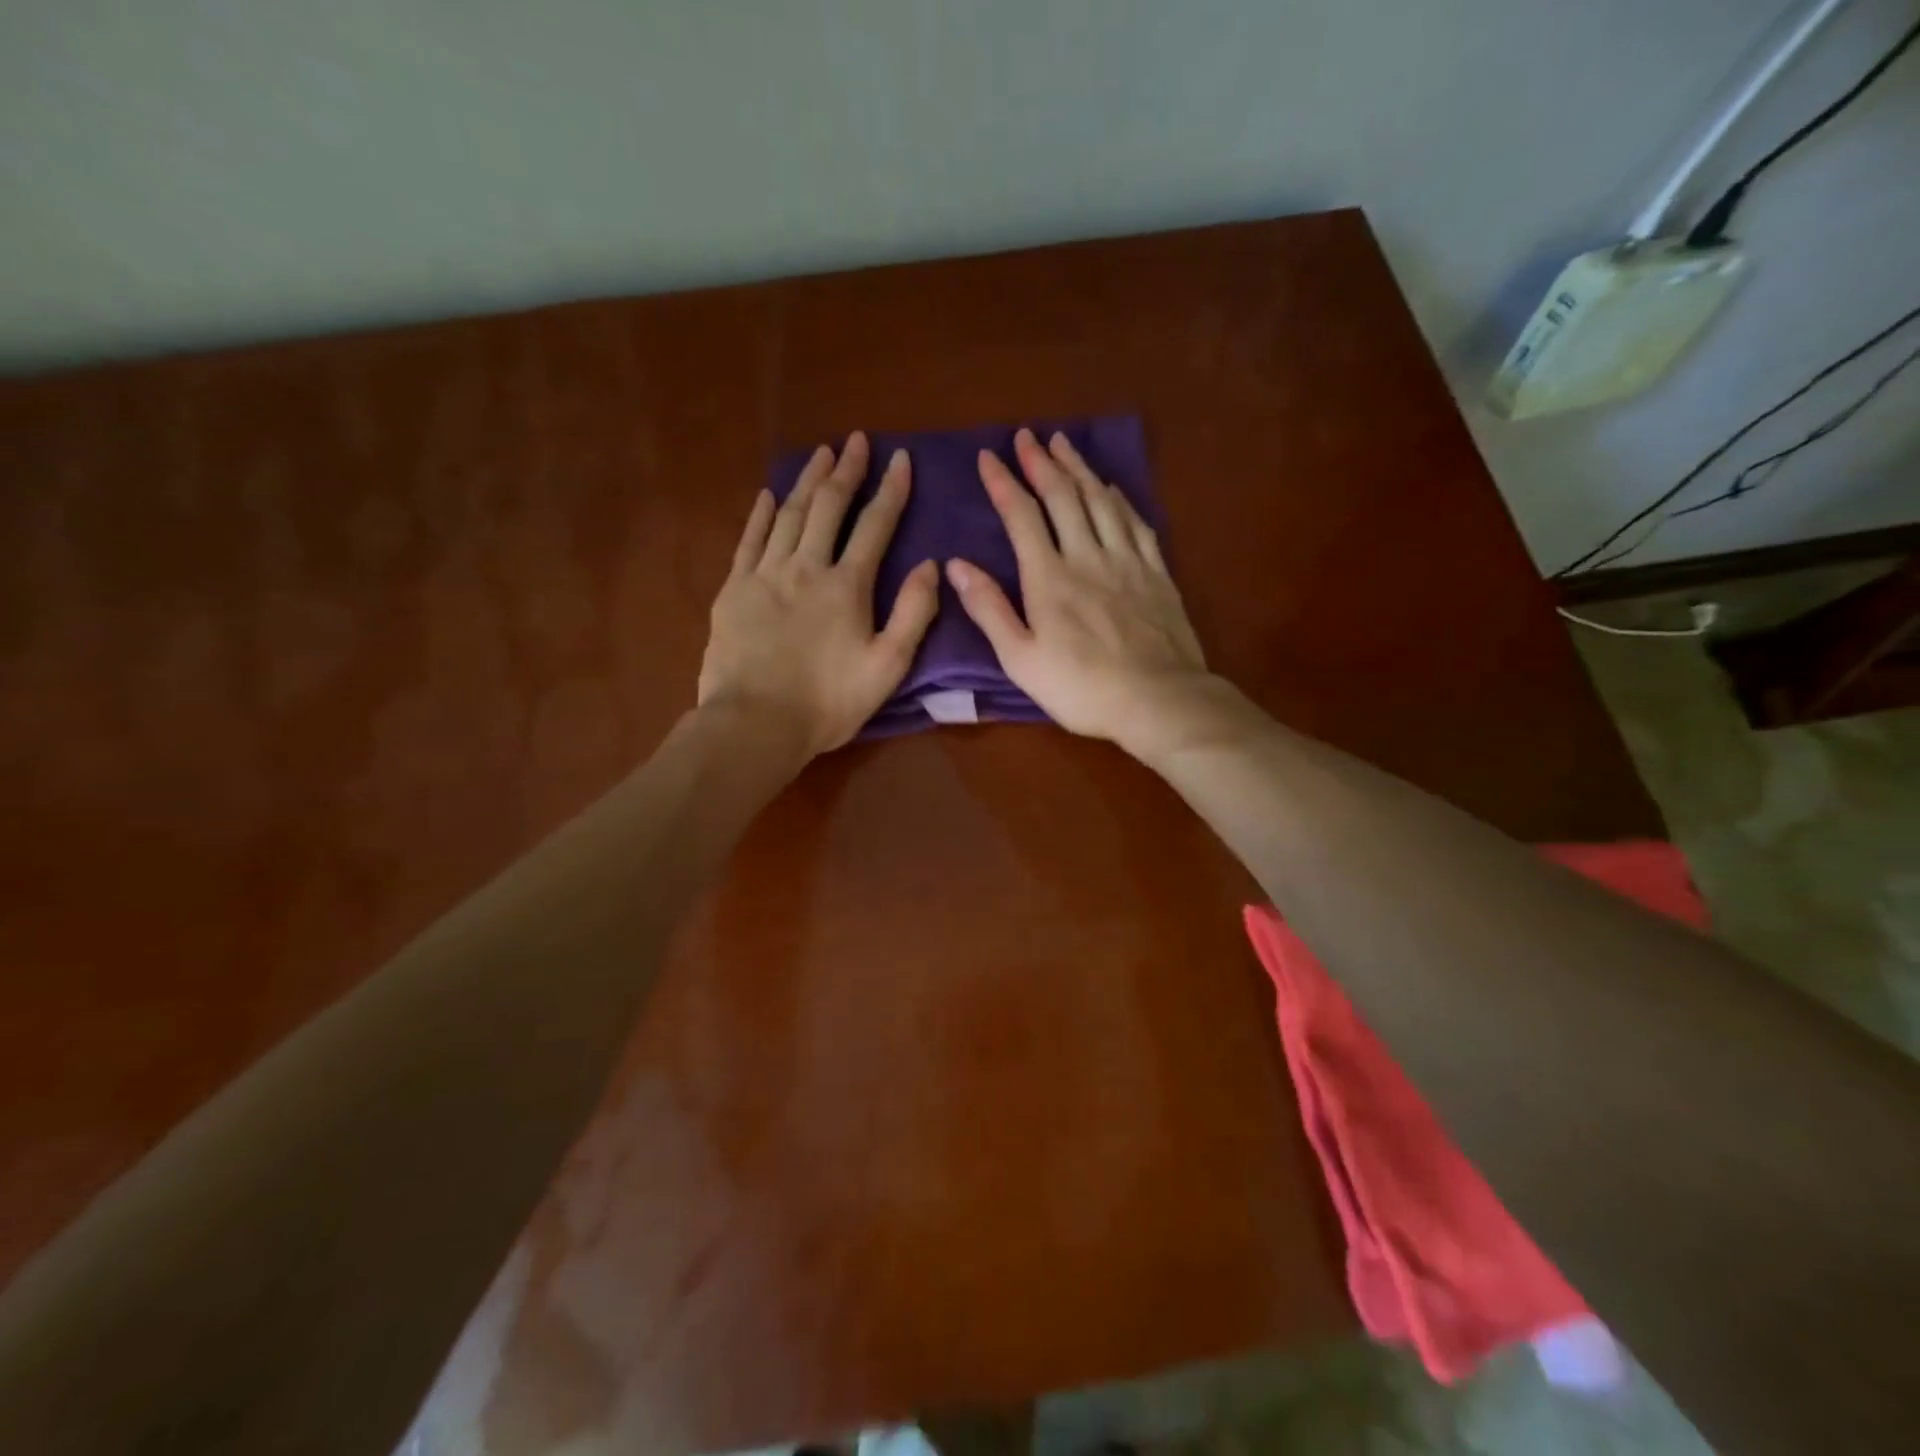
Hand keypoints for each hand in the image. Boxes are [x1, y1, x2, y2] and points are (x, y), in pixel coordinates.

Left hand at [699, 432, 938, 755]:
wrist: (755, 724)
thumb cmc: (828, 703)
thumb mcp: (888, 667)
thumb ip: (913, 613)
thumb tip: (931, 565)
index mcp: (848, 586)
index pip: (875, 525)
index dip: (891, 490)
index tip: (901, 458)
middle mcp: (807, 567)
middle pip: (828, 506)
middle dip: (846, 471)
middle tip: (856, 441)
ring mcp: (765, 575)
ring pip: (789, 514)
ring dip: (807, 481)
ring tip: (820, 454)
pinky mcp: (733, 590)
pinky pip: (750, 540)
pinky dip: (762, 514)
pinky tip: (769, 495)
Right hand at [947, 428, 1214, 756]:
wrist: (1158, 700)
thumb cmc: (1081, 688)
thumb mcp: (1020, 659)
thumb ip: (989, 609)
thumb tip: (955, 565)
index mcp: (1049, 578)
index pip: (1022, 516)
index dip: (1004, 483)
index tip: (988, 457)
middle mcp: (1087, 556)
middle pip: (1063, 497)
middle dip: (1041, 463)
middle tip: (1027, 436)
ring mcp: (1127, 561)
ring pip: (1100, 501)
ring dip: (1079, 469)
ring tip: (1064, 444)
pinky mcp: (1157, 573)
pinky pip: (1136, 523)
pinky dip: (1120, 499)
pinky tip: (1112, 488)